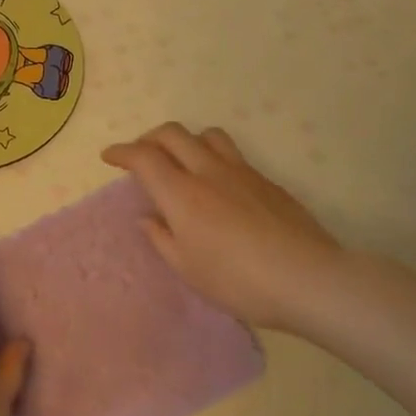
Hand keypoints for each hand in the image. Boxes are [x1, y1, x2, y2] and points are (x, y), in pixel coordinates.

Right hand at [103, 123, 341, 332]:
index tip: (109, 156)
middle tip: (142, 156)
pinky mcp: (266, 180)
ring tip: (183, 161)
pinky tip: (219, 186)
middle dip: (150, 138)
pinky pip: (233, 154)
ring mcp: (242, 172)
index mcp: (182, 194)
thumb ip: (162, 238)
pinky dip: (214, 157)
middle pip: (173, 134)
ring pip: (207, 135)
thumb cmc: (238, 281)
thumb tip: (148, 218)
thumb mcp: (188, 269)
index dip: (122, 152)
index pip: (144, 157)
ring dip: (187, 140)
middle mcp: (209, 172)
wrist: (307, 278)